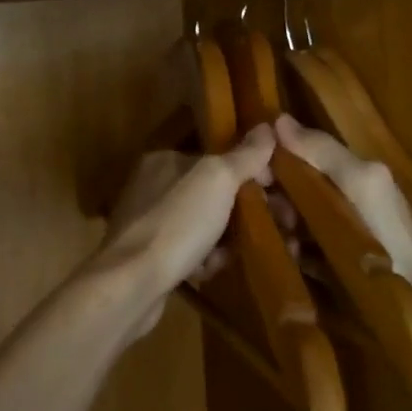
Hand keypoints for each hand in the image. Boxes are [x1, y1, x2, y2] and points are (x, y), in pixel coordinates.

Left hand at [97, 124, 276, 340]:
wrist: (132, 282)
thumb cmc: (177, 223)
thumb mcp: (217, 180)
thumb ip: (244, 155)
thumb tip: (267, 127)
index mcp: (165, 160)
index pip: (218, 158)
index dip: (252, 172)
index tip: (279, 193)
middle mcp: (152, 186)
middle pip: (212, 193)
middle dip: (244, 211)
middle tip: (276, 228)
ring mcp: (148, 222)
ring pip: (203, 224)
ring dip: (226, 239)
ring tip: (240, 252)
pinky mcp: (148, 256)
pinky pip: (189, 251)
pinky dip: (204, 260)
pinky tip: (211, 270)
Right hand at [273, 113, 411, 286]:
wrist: (411, 299)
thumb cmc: (387, 234)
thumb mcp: (360, 182)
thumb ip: (324, 152)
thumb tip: (278, 119)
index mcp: (349, 172)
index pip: (299, 153)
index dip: (274, 158)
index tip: (250, 172)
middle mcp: (338, 196)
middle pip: (290, 185)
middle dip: (275, 197)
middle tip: (269, 215)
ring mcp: (331, 230)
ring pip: (287, 215)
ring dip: (277, 225)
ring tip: (280, 240)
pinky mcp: (325, 261)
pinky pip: (293, 244)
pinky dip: (287, 248)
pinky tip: (287, 256)